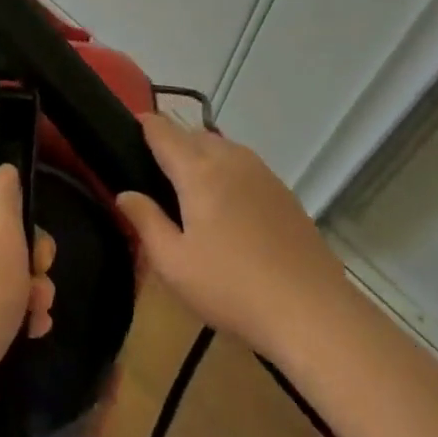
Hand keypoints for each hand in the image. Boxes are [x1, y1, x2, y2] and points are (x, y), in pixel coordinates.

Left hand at [0, 164, 54, 401]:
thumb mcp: (3, 230)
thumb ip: (5, 193)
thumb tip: (1, 171)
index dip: (3, 185)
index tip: (27, 210)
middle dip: (28, 246)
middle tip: (42, 266)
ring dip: (26, 282)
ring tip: (39, 307)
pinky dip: (10, 306)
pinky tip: (30, 327)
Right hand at [115, 112, 342, 352]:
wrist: (312, 312)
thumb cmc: (230, 286)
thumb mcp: (172, 262)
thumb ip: (145, 220)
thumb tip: (125, 194)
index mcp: (199, 171)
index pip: (164, 131)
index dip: (144, 124)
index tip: (127, 128)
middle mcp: (232, 161)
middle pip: (195, 135)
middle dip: (173, 143)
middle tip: (154, 172)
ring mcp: (264, 175)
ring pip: (224, 149)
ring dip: (202, 156)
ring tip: (189, 189)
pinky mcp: (285, 195)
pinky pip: (246, 168)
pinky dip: (228, 173)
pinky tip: (227, 209)